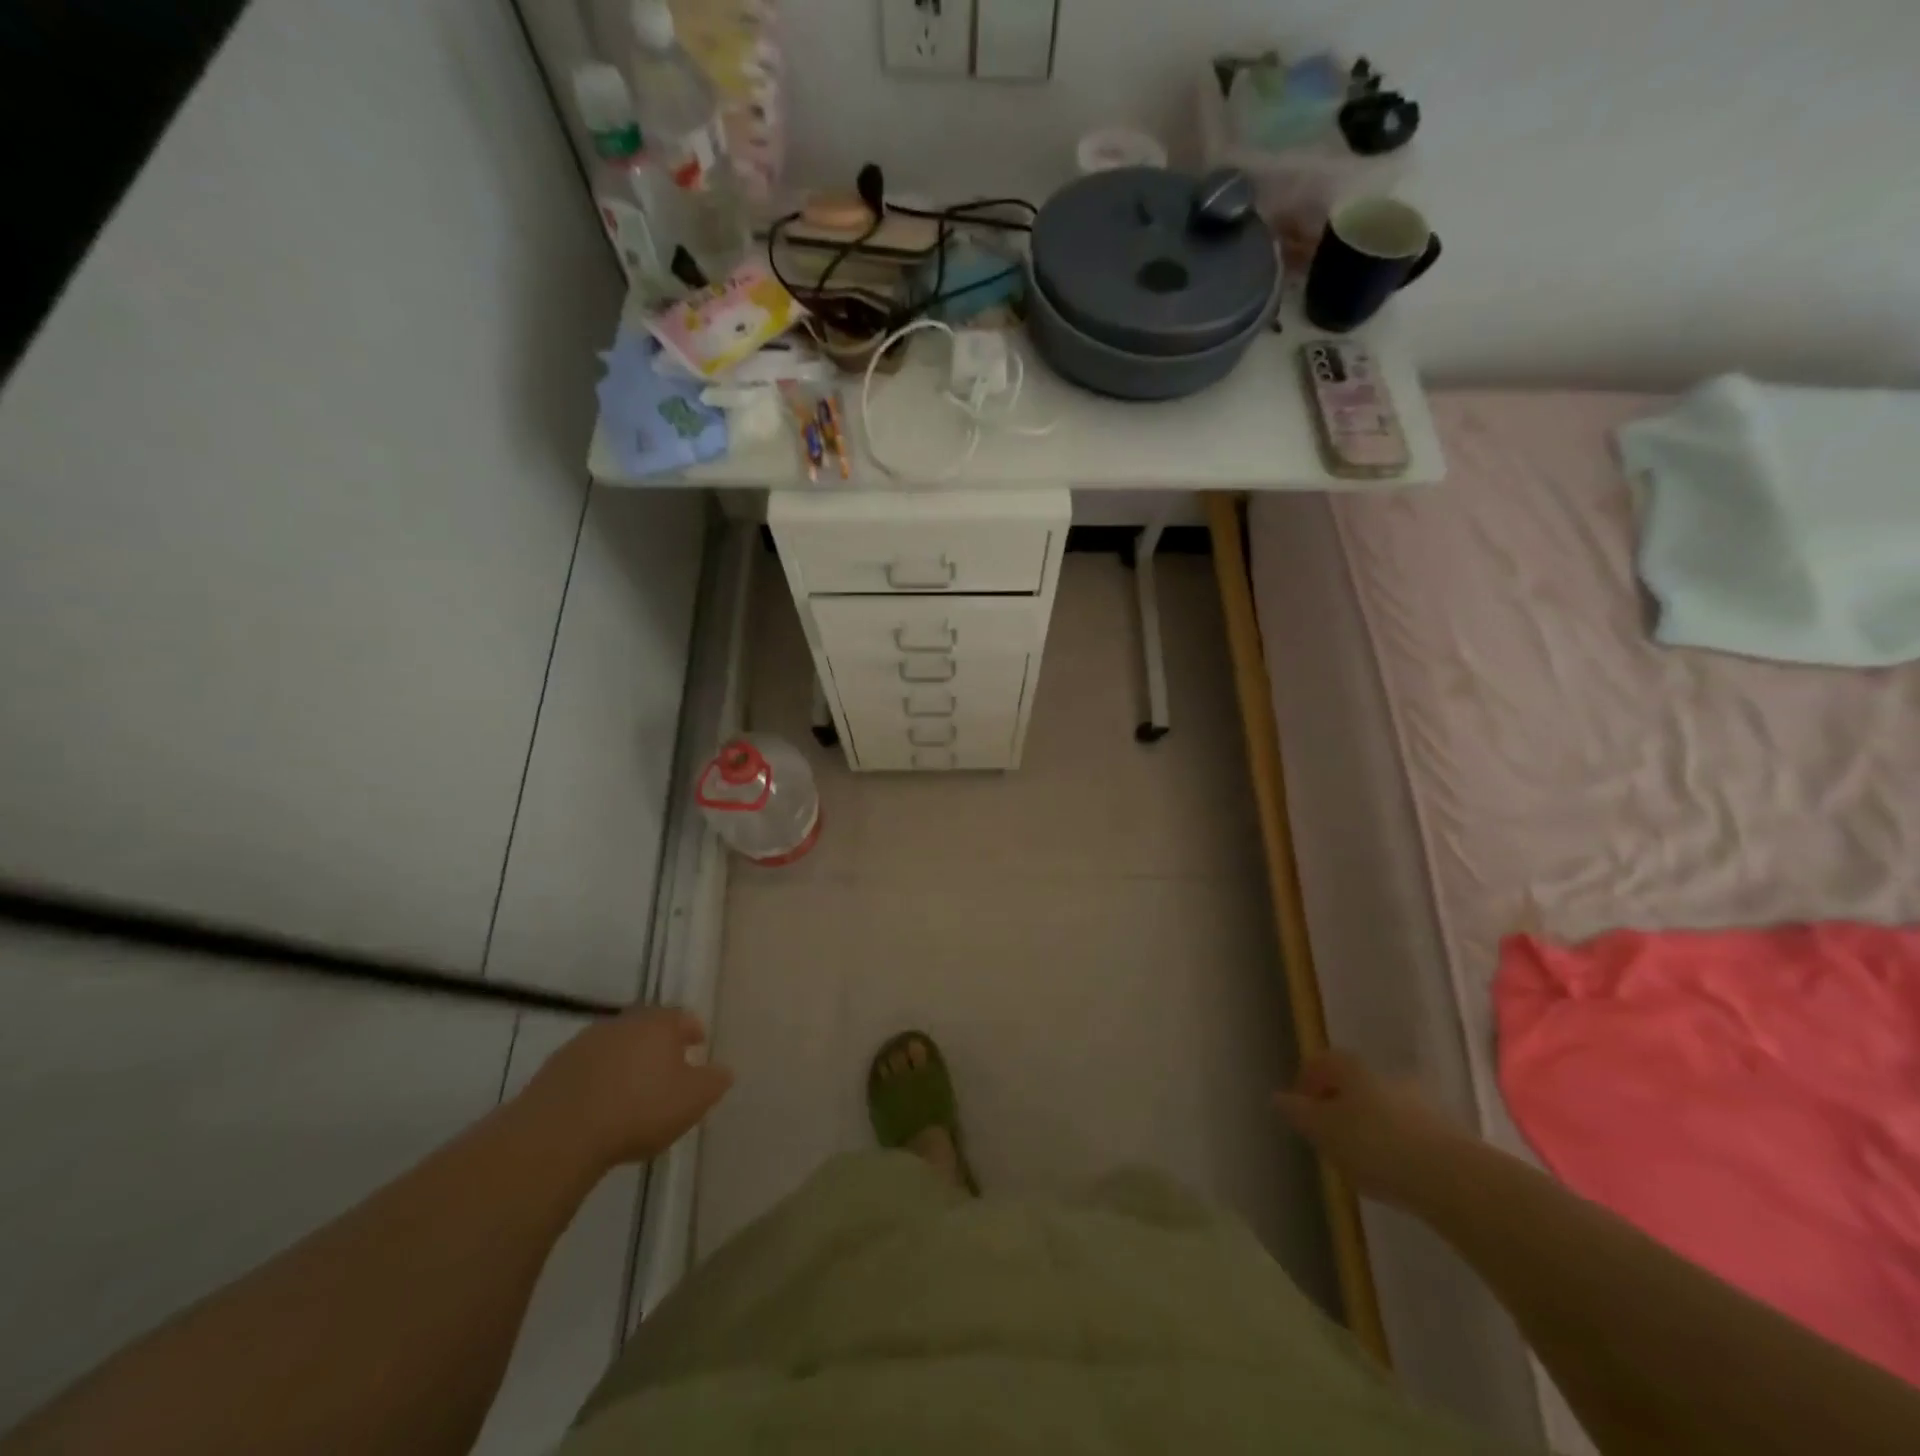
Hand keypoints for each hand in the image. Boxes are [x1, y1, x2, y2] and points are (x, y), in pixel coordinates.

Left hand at [523, 1007, 733, 1170]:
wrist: (558, 1134)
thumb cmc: (638, 1110)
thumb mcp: (692, 1100)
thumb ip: (714, 1081)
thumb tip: (723, 1070)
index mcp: (658, 1024)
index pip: (682, 1017)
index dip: (693, 1031)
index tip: (699, 1045)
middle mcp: (622, 1023)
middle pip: (647, 1027)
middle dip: (658, 1043)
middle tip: (667, 1067)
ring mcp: (584, 1043)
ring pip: (615, 1045)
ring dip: (625, 1060)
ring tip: (632, 1089)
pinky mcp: (554, 1068)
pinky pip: (586, 1068)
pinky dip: (597, 1079)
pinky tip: (599, 1104)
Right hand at [1275, 1049, 1469, 1208]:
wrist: (1453, 1179)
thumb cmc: (1374, 1144)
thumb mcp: (1323, 1130)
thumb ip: (1298, 1113)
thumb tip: (1278, 1097)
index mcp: (1352, 1068)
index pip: (1321, 1062)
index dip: (1306, 1081)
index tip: (1299, 1109)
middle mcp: (1385, 1076)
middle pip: (1353, 1084)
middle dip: (1338, 1105)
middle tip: (1328, 1135)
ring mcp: (1419, 1103)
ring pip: (1382, 1108)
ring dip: (1368, 1126)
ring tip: (1360, 1160)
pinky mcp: (1445, 1134)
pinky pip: (1407, 1132)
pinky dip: (1394, 1145)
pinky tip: (1391, 1172)